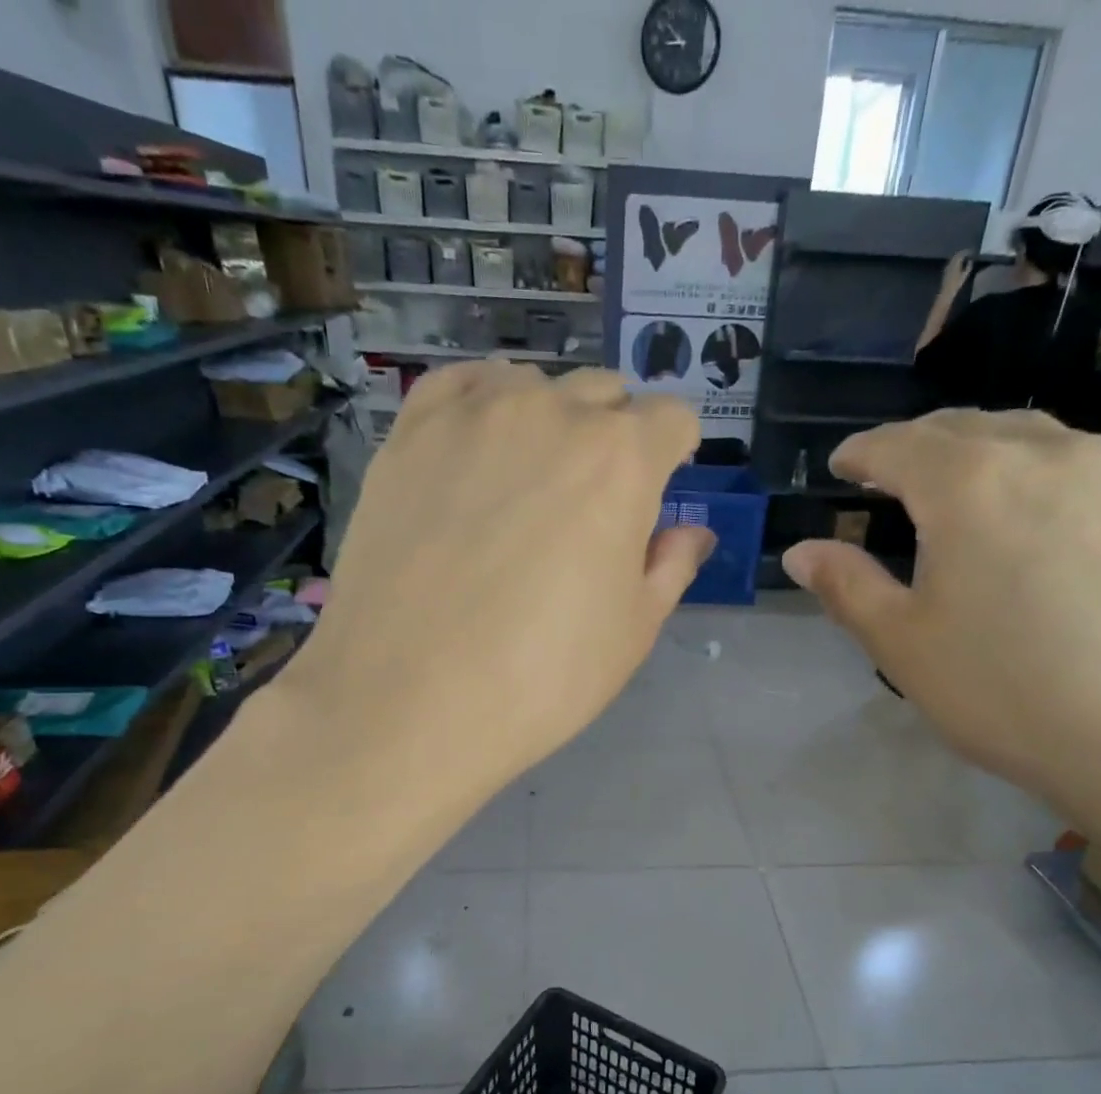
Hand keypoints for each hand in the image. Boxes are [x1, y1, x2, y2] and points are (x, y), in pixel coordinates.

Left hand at [293, 362, 709, 795]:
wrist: (410, 700)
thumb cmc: (542, 677)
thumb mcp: (632, 632)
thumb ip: (670, 567)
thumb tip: (691, 532)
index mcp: (622, 460)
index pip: (671, 419)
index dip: (674, 453)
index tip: (660, 487)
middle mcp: (552, 414)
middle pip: (604, 394)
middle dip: (615, 435)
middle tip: (591, 501)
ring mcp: (472, 416)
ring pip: (531, 386)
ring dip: (547, 420)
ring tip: (526, 481)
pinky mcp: (409, 434)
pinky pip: (459, 387)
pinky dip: (481, 406)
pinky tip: (474, 451)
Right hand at [780, 410, 1100, 827]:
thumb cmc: (1007, 691)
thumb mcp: (903, 645)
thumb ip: (848, 587)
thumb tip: (802, 552)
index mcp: (967, 482)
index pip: (895, 446)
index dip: (859, 454)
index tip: (838, 466)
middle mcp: (1040, 452)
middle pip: (958, 427)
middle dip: (912, 444)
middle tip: (883, 474)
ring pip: (1020, 433)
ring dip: (971, 447)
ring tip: (949, 483)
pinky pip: (1068, 459)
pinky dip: (1024, 466)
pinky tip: (1023, 509)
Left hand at [942, 250, 974, 292]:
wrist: (946, 291)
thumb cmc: (956, 284)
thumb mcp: (965, 276)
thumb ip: (968, 267)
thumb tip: (970, 261)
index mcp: (956, 263)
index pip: (961, 254)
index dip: (966, 251)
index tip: (971, 251)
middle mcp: (951, 263)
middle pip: (956, 254)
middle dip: (962, 252)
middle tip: (967, 252)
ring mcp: (947, 266)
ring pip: (953, 258)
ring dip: (958, 256)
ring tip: (963, 256)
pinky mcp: (945, 270)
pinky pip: (951, 262)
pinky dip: (955, 260)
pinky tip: (957, 262)